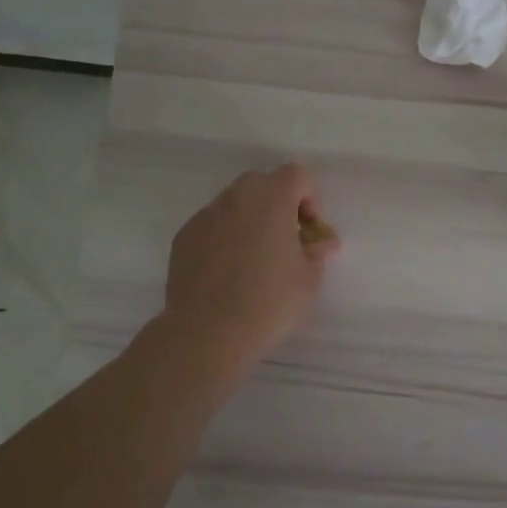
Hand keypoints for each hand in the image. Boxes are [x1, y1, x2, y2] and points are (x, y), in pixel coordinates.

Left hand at [163, 163, 338, 367]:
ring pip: (234, 203)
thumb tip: (322, 242)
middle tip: (285, 239)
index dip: (309, 198)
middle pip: (263, 183)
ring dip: (249, 219)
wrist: (207, 333)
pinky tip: (226, 271)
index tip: (309, 230)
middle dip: (278, 203)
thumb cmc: (269, 302)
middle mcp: (236, 198)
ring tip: (254, 258)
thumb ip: (317, 251)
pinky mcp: (184, 236)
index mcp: (271, 199)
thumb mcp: (309, 279)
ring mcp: (206, 215)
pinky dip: (224, 236)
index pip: (296, 175)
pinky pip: (212, 225)